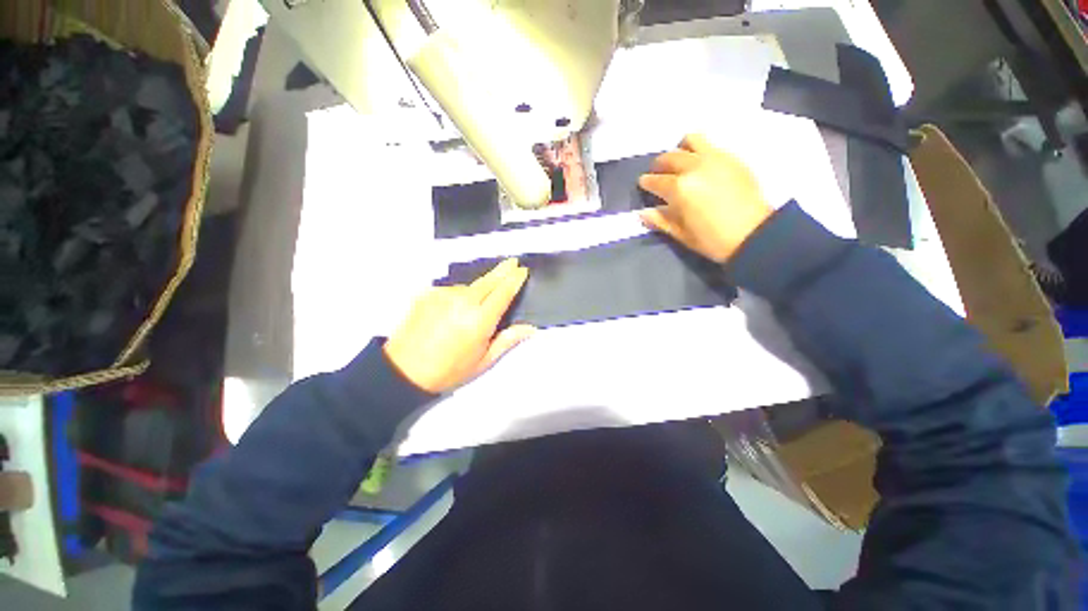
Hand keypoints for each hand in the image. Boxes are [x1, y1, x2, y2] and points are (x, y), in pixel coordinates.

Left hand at [384, 258, 533, 392]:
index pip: (503, 292)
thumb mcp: (483, 361)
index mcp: (480, 320)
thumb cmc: (449, 370)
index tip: (522, 270)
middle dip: (503, 270)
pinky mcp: (428, 293)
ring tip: (475, 306)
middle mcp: (463, 301)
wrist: (403, 370)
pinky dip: (458, 295)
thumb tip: (530, 328)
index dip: (515, 279)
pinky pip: (451, 290)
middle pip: (489, 280)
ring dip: (478, 289)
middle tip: (513, 262)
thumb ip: (507, 340)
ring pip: (469, 286)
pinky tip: (454, 310)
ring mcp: (444, 294)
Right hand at [639, 134, 773, 262]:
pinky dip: (700, 150)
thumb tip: (642, 213)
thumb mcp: (681, 234)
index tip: (643, 184)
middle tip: (658, 174)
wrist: (754, 234)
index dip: (646, 182)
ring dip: (680, 150)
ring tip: (680, 162)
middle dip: (659, 165)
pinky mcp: (732, 158)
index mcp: (679, 188)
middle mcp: (694, 167)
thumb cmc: (712, 239)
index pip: (655, 180)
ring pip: (691, 141)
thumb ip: (660, 220)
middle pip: (670, 157)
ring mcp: (715, 158)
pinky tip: (701, 165)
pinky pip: (710, 145)